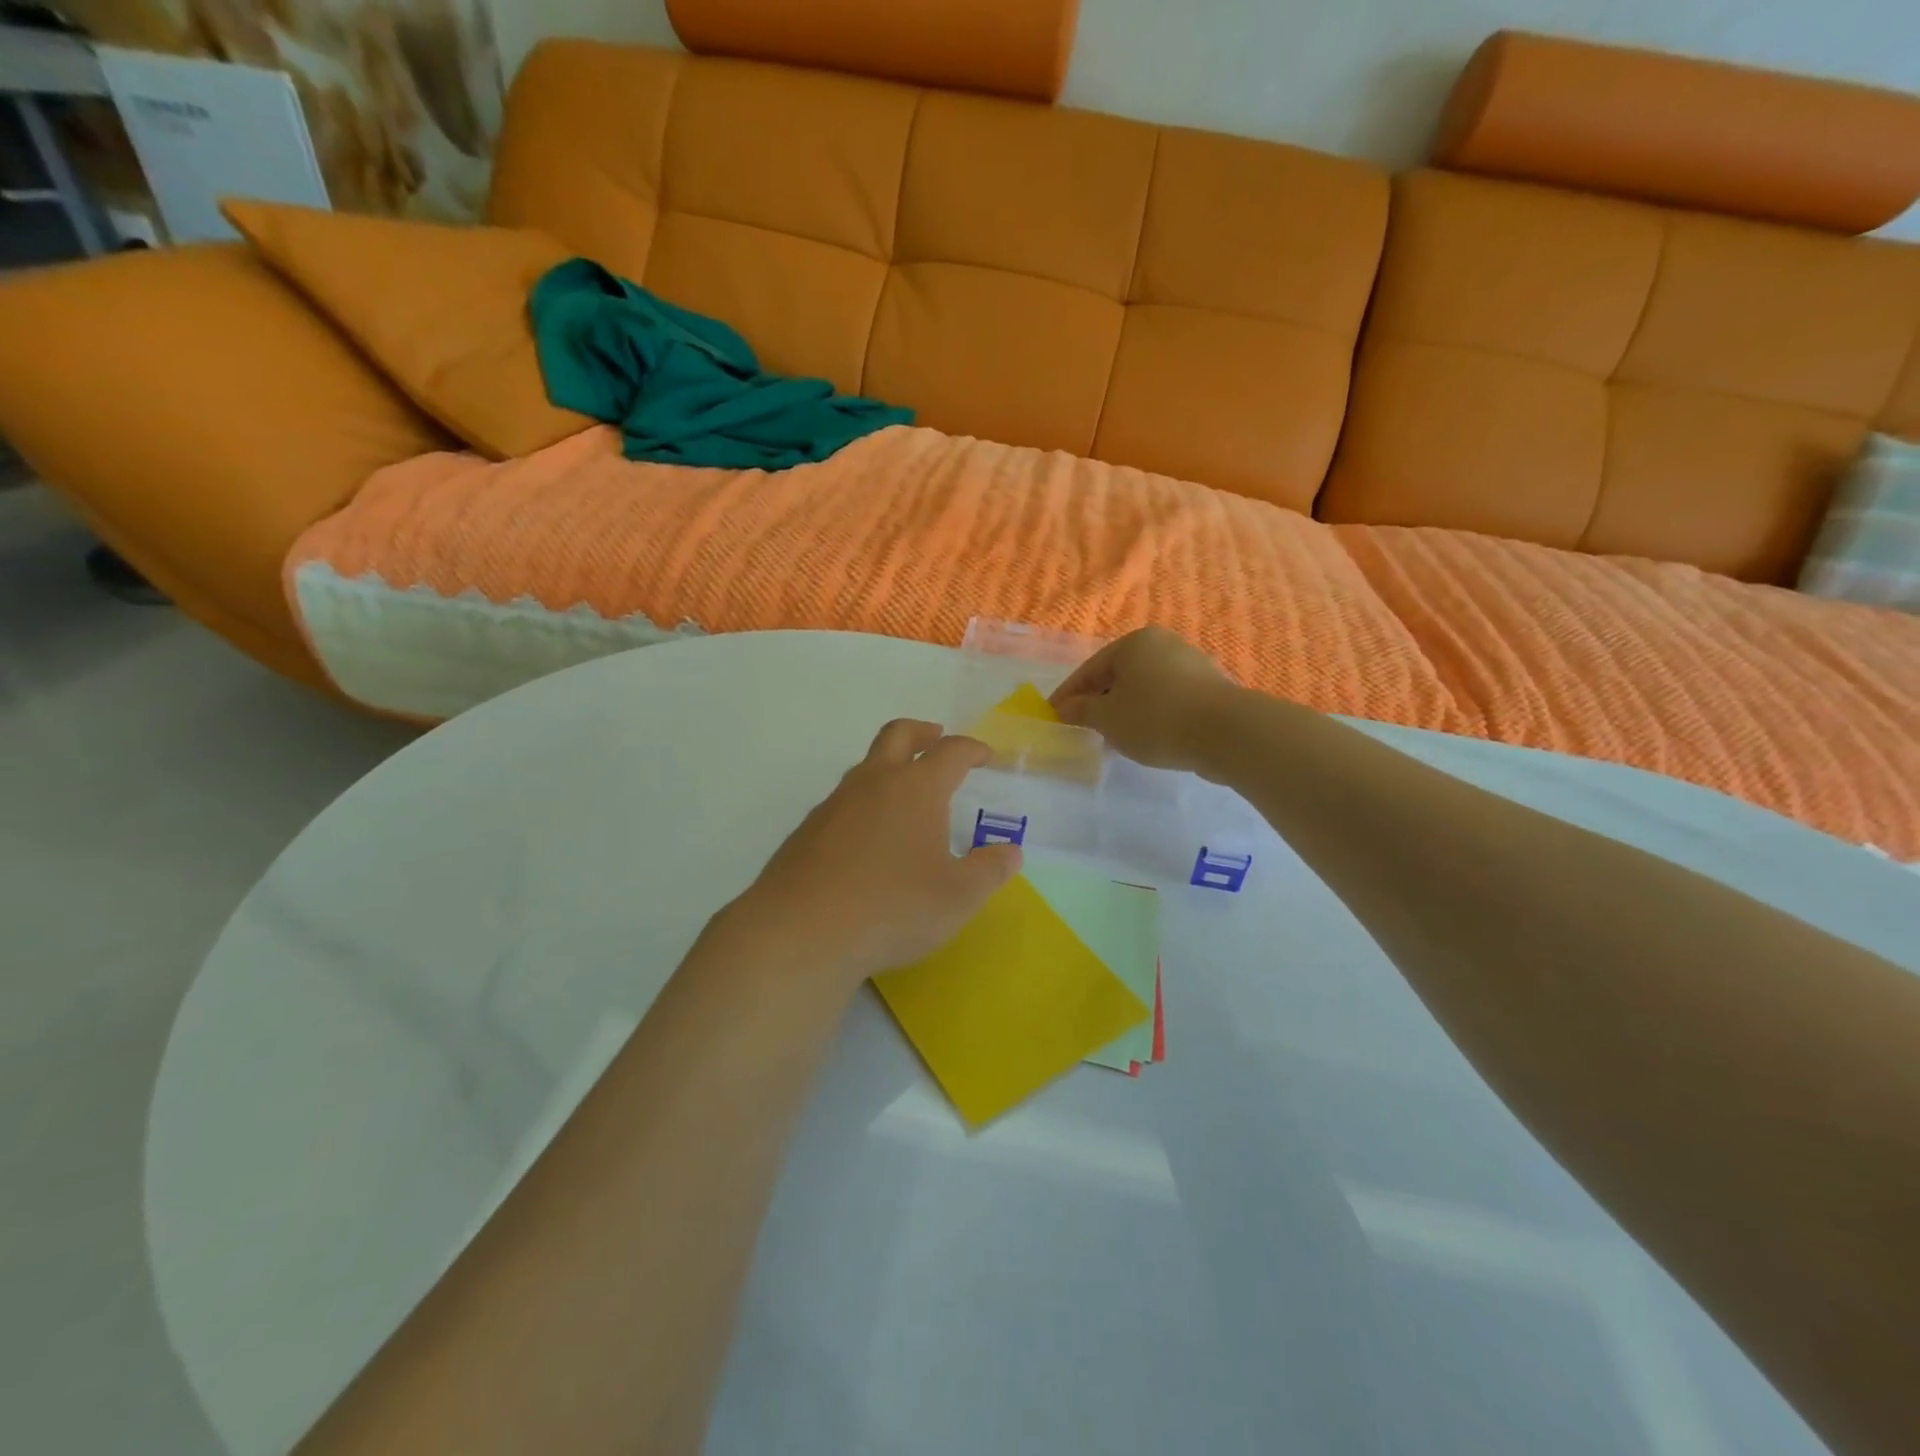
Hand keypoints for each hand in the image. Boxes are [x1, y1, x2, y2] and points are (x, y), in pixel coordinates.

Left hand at [727, 720, 1021, 985]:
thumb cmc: (893, 908)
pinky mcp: (807, 831)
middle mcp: (873, 783)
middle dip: (922, 732)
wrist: (802, 932)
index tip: (984, 755)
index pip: (950, 752)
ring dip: (889, 768)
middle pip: (898, 735)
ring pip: (865, 767)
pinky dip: (863, 805)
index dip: (971, 749)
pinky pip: (842, 803)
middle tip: (935, 738)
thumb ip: (989, 870)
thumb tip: (1010, 852)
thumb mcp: (958, 897)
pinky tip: (868, 841)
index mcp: (916, 788)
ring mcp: (834, 804)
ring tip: (905, 798)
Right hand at [1050, 627, 1241, 771]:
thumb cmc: (1156, 718)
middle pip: (1119, 675)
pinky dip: (1151, 715)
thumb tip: (1065, 708)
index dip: (1068, 694)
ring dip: (1125, 710)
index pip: (1090, 669)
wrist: (1226, 732)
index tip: (1053, 715)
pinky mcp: (1209, 689)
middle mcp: (1163, 645)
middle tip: (1082, 727)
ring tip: (1113, 737)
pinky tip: (1146, 737)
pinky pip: (1167, 700)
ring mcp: (1190, 665)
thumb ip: (1081, 710)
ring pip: (1144, 688)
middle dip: (1099, 701)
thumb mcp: (1107, 717)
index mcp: (1134, 643)